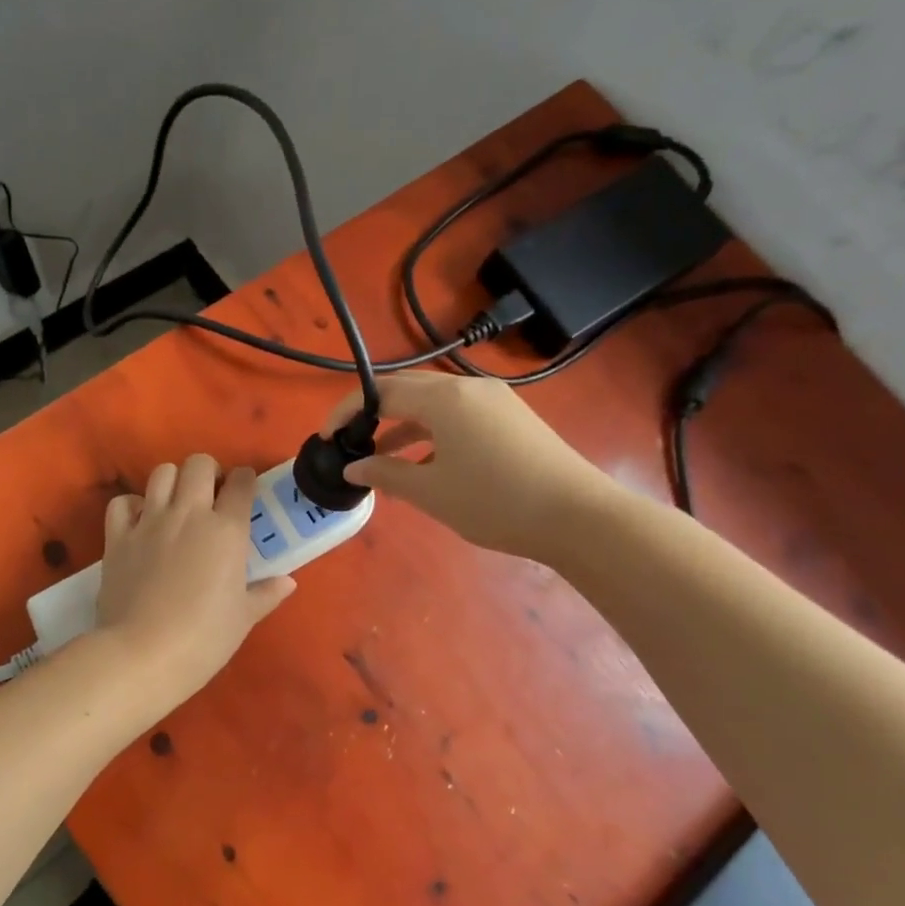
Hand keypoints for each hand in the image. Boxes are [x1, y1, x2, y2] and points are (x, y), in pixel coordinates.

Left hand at [96, 455, 295, 694]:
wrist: (143, 654)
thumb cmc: (204, 639)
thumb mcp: (243, 618)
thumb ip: (265, 594)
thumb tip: (288, 582)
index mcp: (227, 530)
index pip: (241, 483)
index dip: (245, 481)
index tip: (244, 491)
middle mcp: (189, 514)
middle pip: (199, 464)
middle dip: (209, 472)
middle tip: (211, 495)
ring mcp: (149, 522)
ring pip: (161, 473)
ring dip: (173, 481)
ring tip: (176, 504)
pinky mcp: (118, 537)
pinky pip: (123, 503)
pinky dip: (132, 506)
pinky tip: (140, 522)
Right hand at [325, 372, 617, 561]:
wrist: (578, 516)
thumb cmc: (495, 501)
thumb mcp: (431, 492)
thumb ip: (386, 473)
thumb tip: (354, 466)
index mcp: (445, 398)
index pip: (381, 392)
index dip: (347, 411)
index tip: (326, 438)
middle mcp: (468, 389)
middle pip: (407, 390)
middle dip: (373, 414)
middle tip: (349, 442)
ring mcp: (494, 402)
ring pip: (434, 405)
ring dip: (402, 428)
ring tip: (379, 460)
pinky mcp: (511, 419)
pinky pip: (458, 417)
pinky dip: (432, 435)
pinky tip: (423, 465)